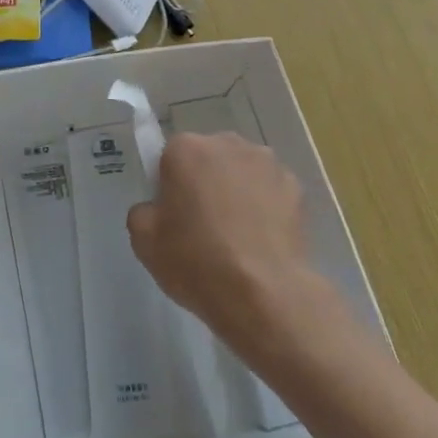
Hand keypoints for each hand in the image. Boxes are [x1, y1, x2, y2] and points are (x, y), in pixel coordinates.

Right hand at [127, 130, 330, 362]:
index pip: (170, 157)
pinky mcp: (295, 187)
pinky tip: (263, 239)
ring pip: (242, 171)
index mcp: (186, 148)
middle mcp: (227, 143)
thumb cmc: (196, 261)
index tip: (174, 215)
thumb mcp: (144, 241)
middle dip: (205, 181)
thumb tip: (157, 209)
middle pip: (208, 157)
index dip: (170, 186)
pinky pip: (270, 190)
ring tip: (238, 234)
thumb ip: (142, 212)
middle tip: (204, 224)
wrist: (264, 295)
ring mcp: (266, 162)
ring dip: (237, 189)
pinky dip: (266, 206)